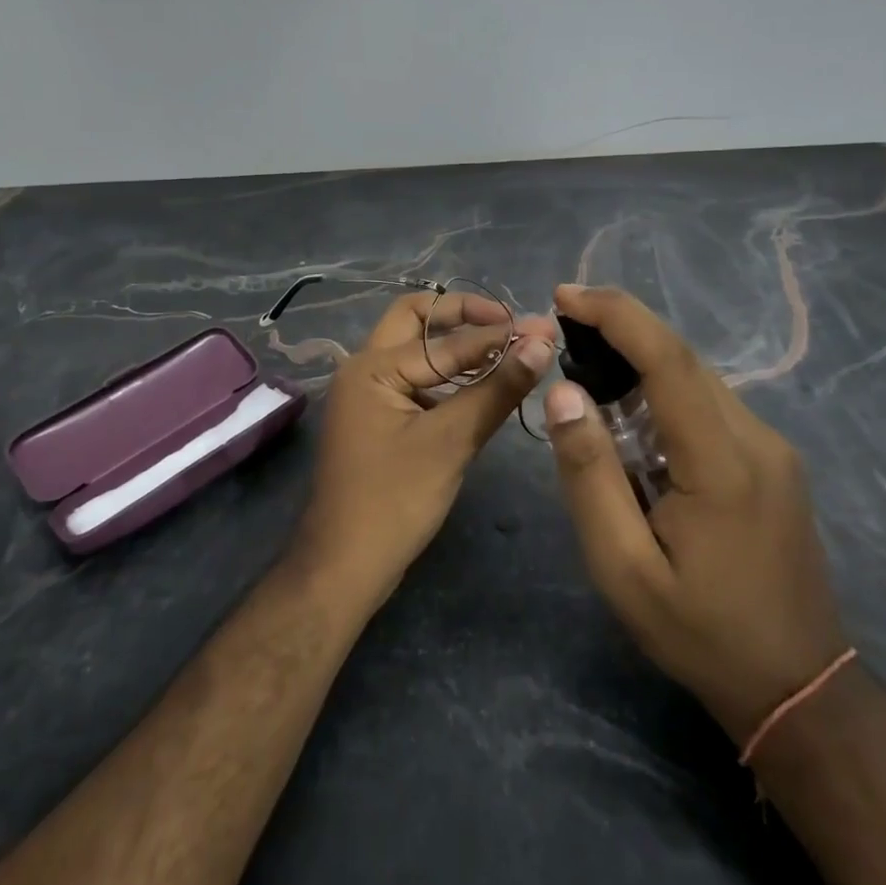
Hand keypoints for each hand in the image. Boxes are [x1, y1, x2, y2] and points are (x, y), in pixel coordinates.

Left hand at [292, 291, 555, 611]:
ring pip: (413, 351)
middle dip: (461, 316)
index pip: (445, 341)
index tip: (543, 329)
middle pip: (414, 321)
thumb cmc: (394, 501)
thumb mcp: (451, 442)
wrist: (343, 568)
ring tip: (503, 351)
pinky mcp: (376, 420)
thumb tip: (541, 342)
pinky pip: (413, 382)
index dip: (497, 336)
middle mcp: (362, 369)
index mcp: (372, 367)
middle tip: (508, 324)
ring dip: (454, 346)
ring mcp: (366, 395)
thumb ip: (496, 389)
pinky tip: (477, 389)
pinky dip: (445, 377)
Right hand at [542, 284, 849, 740]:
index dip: (616, 315)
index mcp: (723, 463)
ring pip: (698, 377)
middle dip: (621, 328)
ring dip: (641, 358)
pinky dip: (664, 387)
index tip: (564, 295)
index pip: (669, 360)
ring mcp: (772, 448)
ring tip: (585, 362)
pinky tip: (631, 411)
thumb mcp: (623, 568)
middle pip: (684, 358)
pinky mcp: (772, 460)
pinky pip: (709, 402)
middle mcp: (757, 439)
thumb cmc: (701, 632)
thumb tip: (564, 393)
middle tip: (563, 323)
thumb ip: (590, 476)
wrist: (799, 688)